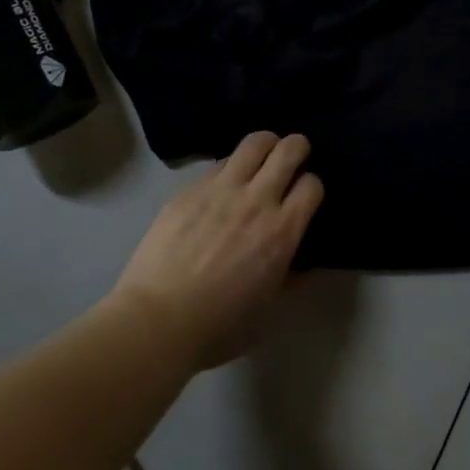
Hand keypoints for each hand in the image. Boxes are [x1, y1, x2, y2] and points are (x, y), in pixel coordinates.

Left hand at [115, 131, 323, 366]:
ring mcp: (220, 190)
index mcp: (282, 231)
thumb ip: (292, 280)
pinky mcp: (189, 190)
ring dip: (264, 146)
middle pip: (288, 149)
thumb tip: (307, 266)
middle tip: (292, 158)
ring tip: (260, 158)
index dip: (312, 186)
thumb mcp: (268, 309)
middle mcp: (256, 200)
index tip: (304, 196)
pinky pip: (217, 164)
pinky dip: (228, 168)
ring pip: (253, 143)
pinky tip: (221, 186)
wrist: (157, 320)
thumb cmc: (219, 326)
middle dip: (296, 148)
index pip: (312, 184)